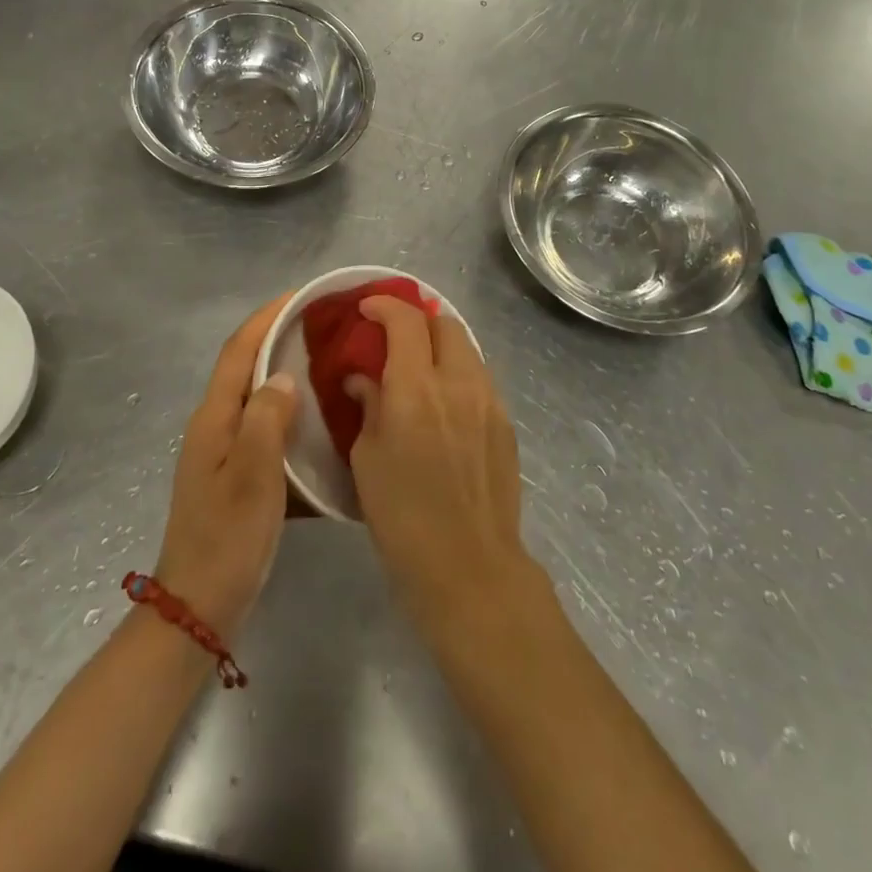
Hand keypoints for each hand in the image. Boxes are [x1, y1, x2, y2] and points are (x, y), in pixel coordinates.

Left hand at [154, 296, 297, 642]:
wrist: (199, 608)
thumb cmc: (227, 539)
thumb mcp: (252, 475)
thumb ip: (267, 418)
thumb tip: (285, 376)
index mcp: (214, 418)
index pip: (239, 350)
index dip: (267, 317)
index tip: (302, 295)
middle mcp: (215, 425)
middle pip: (247, 367)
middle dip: (280, 338)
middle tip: (324, 327)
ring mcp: (224, 452)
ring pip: (259, 398)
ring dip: (288, 374)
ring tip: (329, 365)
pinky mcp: (237, 476)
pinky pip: (267, 429)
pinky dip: (292, 415)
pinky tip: (321, 424)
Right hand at [347, 298, 534, 637]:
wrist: (469, 567)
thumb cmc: (402, 516)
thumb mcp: (367, 458)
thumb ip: (368, 406)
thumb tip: (365, 380)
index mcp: (416, 388)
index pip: (405, 320)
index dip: (384, 305)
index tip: (367, 309)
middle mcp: (458, 382)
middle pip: (445, 323)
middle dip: (418, 319)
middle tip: (395, 337)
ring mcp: (489, 401)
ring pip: (467, 349)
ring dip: (441, 345)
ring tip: (421, 367)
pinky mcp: (506, 423)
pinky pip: (480, 379)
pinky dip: (459, 373)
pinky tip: (444, 402)